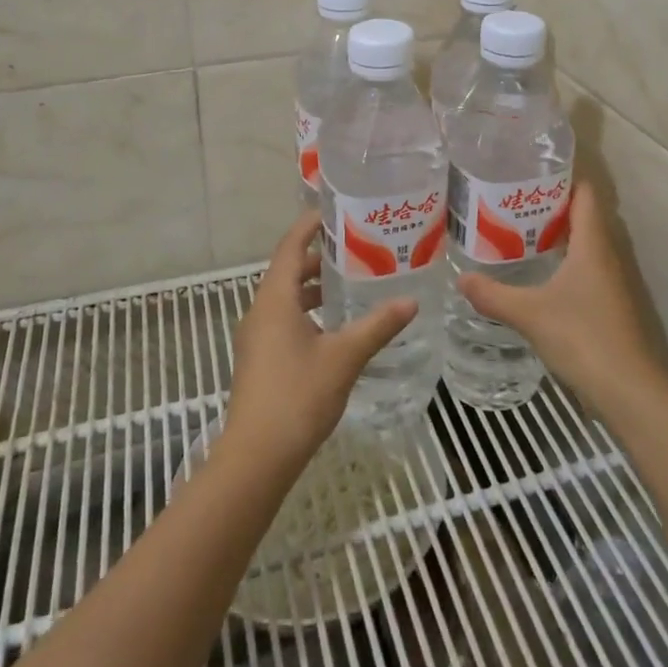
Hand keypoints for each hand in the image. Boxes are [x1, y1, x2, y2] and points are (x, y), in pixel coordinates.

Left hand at [222, 211, 418, 471]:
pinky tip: (334, 326)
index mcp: (276, 298)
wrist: (256, 457)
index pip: (291, 246)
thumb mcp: (344, 357)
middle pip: (288, 269)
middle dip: (319, 255)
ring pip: (286, 296)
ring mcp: (257, 336)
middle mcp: (261, 310)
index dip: (309, 225)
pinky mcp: (260, 358)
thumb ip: (377, 326)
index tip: (335, 209)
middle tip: (356, 246)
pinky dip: (307, 309)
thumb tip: (411, 301)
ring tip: (350, 282)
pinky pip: (283, 318)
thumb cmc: (298, 396)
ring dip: (314, 285)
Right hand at [455, 181, 667, 410]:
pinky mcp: (608, 306)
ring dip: (555, 235)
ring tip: (515, 231)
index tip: (529, 170)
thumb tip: (460, 278)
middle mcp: (605, 255)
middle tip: (510, 200)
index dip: (562, 177)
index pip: (585, 194)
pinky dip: (561, 262)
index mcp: (592, 244)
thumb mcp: (530, 313)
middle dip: (549, 205)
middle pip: (582, 216)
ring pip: (582, 244)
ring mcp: (610, 283)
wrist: (631, 393)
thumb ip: (494, 295)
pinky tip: (536, 275)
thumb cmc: (584, 338)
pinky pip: (583, 269)